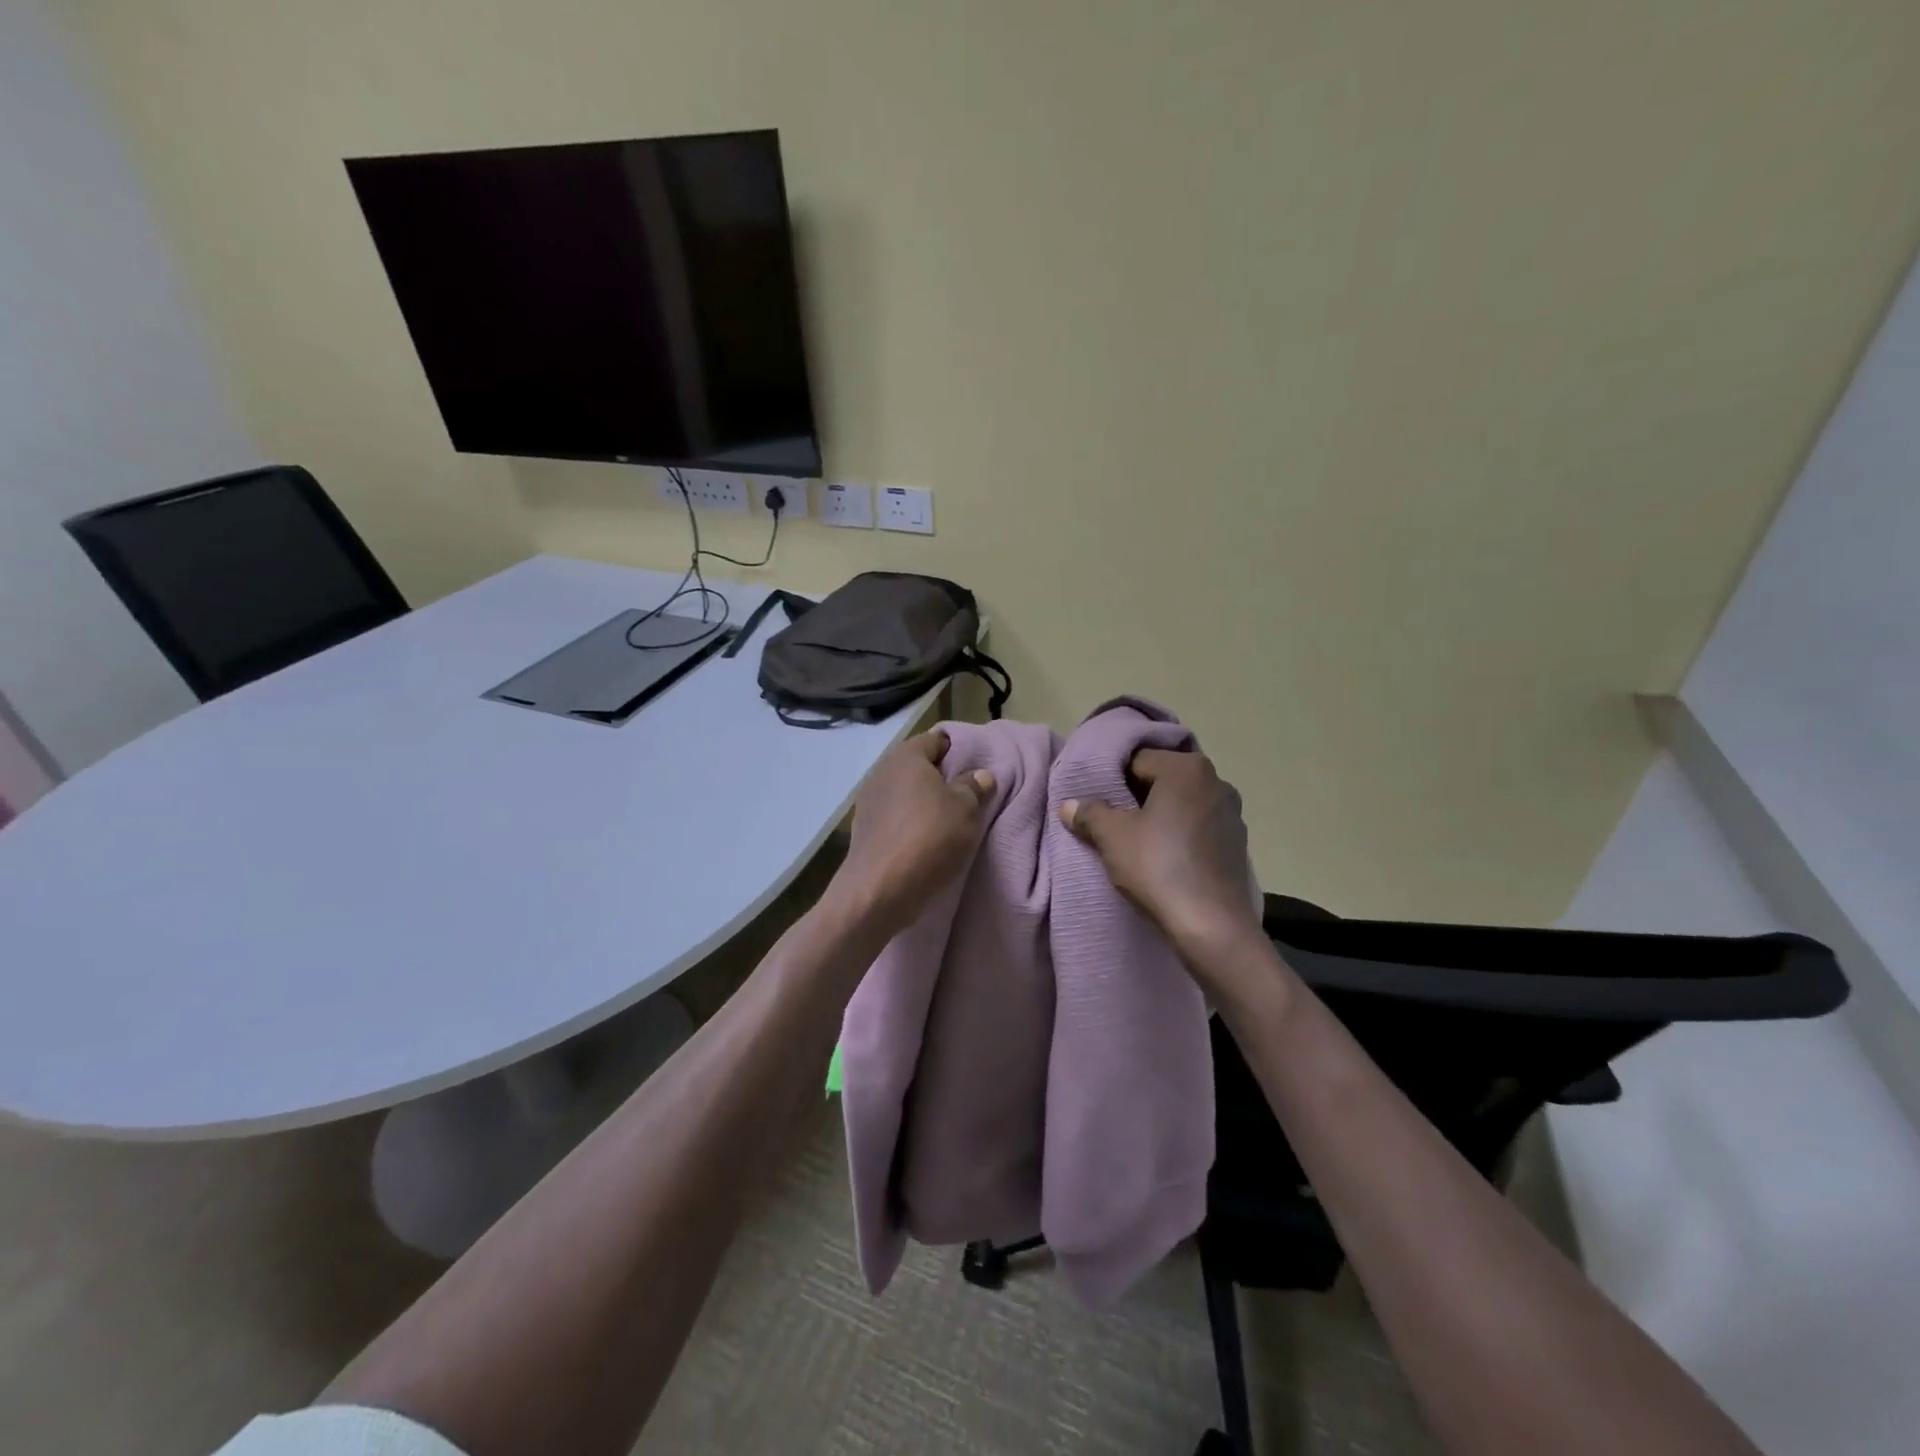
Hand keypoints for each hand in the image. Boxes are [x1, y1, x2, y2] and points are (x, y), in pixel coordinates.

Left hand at [836, 731, 994, 932]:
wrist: (880, 889)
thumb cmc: (929, 837)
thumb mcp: (966, 809)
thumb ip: (974, 787)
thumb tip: (980, 775)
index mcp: (906, 757)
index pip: (935, 740)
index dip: (956, 750)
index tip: (974, 767)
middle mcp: (881, 772)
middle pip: (916, 767)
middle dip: (939, 778)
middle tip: (965, 796)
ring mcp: (867, 803)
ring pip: (903, 793)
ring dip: (922, 804)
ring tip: (947, 821)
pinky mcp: (862, 831)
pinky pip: (893, 818)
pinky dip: (907, 824)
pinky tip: (923, 841)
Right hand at [1060, 749, 1261, 970]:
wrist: (1211, 926)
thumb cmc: (1158, 867)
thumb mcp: (1112, 837)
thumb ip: (1088, 813)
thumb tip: (1069, 805)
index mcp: (1186, 768)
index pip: (1137, 759)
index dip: (1111, 779)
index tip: (1097, 803)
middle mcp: (1216, 781)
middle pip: (1161, 779)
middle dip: (1135, 797)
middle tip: (1112, 821)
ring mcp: (1231, 813)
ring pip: (1181, 804)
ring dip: (1159, 816)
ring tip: (1137, 842)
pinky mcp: (1237, 843)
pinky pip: (1198, 827)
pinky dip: (1180, 835)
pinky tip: (1164, 859)